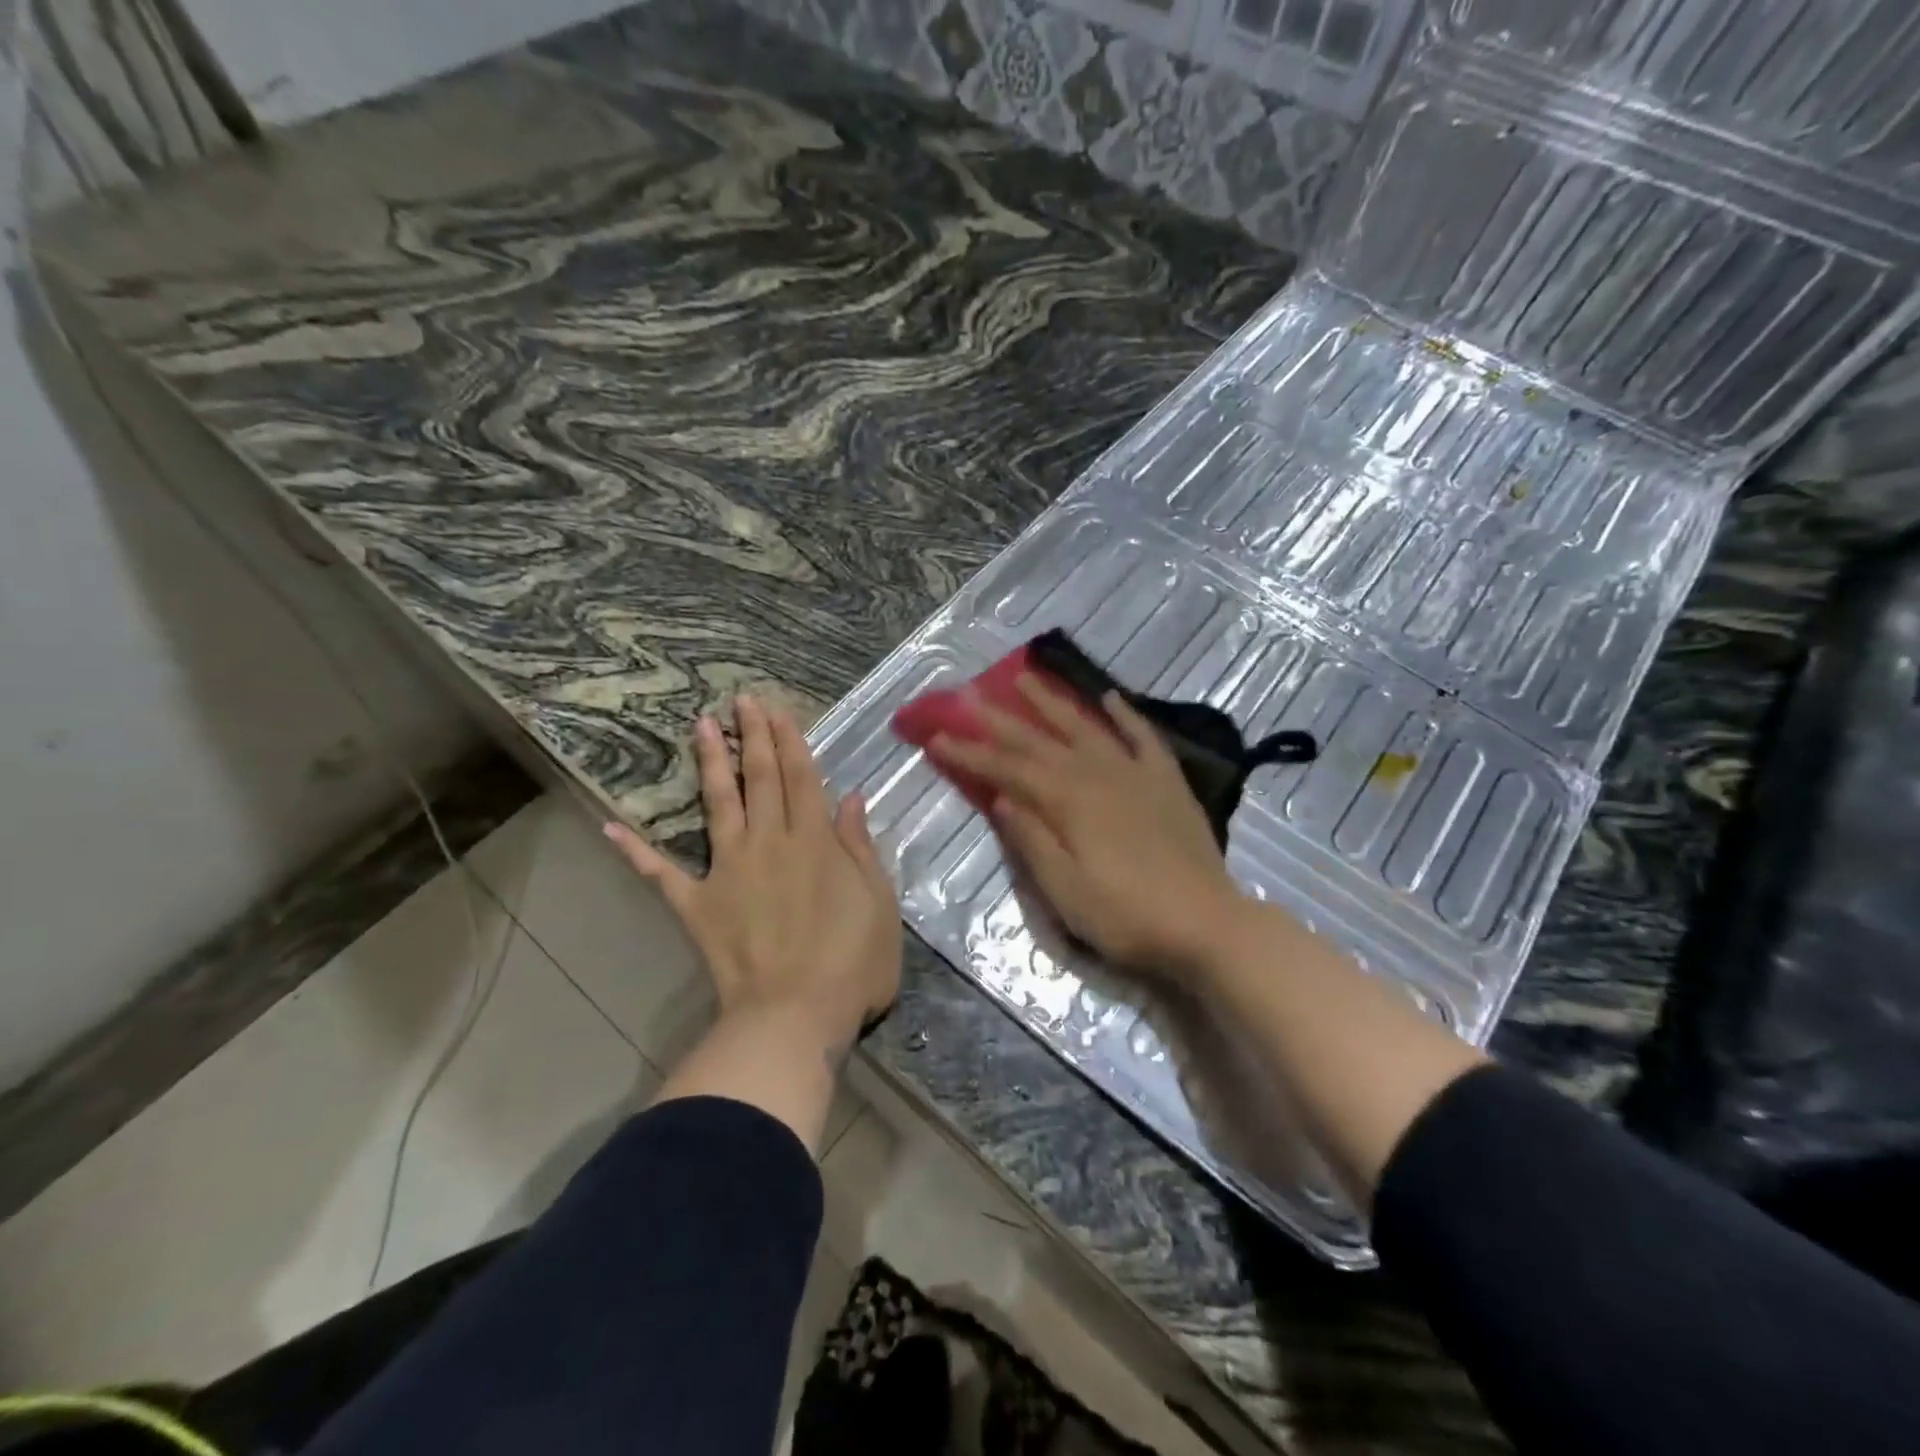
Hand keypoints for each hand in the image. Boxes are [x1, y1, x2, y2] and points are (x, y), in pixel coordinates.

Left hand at [606, 695, 900, 1058]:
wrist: (794, 1015)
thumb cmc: (851, 962)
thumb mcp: (878, 901)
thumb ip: (860, 846)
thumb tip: (851, 797)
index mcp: (815, 841)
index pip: (800, 777)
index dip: (789, 740)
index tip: (776, 709)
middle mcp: (770, 842)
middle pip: (759, 779)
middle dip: (751, 736)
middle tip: (740, 699)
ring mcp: (729, 870)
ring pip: (718, 805)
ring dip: (709, 764)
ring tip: (698, 726)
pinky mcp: (698, 904)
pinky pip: (661, 874)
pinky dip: (635, 851)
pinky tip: (610, 827)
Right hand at [927, 674, 1247, 976]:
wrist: (1207, 923)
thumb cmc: (1127, 916)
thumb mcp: (1066, 891)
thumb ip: (1032, 841)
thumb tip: (1003, 797)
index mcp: (1068, 801)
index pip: (1008, 769)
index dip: (970, 753)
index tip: (937, 736)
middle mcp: (1098, 774)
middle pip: (1040, 741)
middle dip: (1001, 719)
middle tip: (970, 695)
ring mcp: (1136, 773)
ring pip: (1086, 727)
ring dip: (1054, 702)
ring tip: (1028, 677)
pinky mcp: (1167, 782)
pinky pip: (1143, 737)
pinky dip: (1125, 714)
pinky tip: (1110, 697)